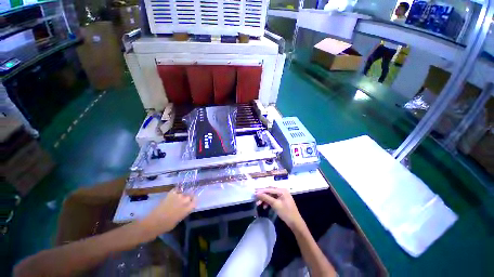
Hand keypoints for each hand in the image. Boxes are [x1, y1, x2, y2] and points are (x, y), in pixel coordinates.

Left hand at [140, 189, 195, 237]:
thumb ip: (184, 211)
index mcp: (188, 208)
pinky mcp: (171, 193)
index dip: (194, 201)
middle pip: (190, 195)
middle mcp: (185, 200)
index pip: (195, 200)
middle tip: (184, 201)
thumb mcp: (179, 219)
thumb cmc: (166, 225)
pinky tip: (174, 194)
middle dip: (188, 197)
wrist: (153, 223)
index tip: (192, 202)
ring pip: (183, 192)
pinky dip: (176, 191)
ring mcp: (178, 195)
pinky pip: (177, 190)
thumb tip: (185, 207)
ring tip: (177, 198)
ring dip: (182, 195)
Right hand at [255, 187, 303, 229]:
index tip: (254, 193)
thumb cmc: (286, 213)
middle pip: (270, 192)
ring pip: (271, 196)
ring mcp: (282, 196)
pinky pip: (273, 199)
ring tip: (259, 204)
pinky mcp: (282, 201)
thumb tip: (257, 193)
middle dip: (263, 196)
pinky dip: (269, 202)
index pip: (269, 189)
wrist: (295, 223)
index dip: (261, 191)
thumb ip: (266, 198)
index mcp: (282, 190)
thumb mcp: (275, 204)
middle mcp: (282, 191)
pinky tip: (265, 206)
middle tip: (256, 200)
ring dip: (265, 200)